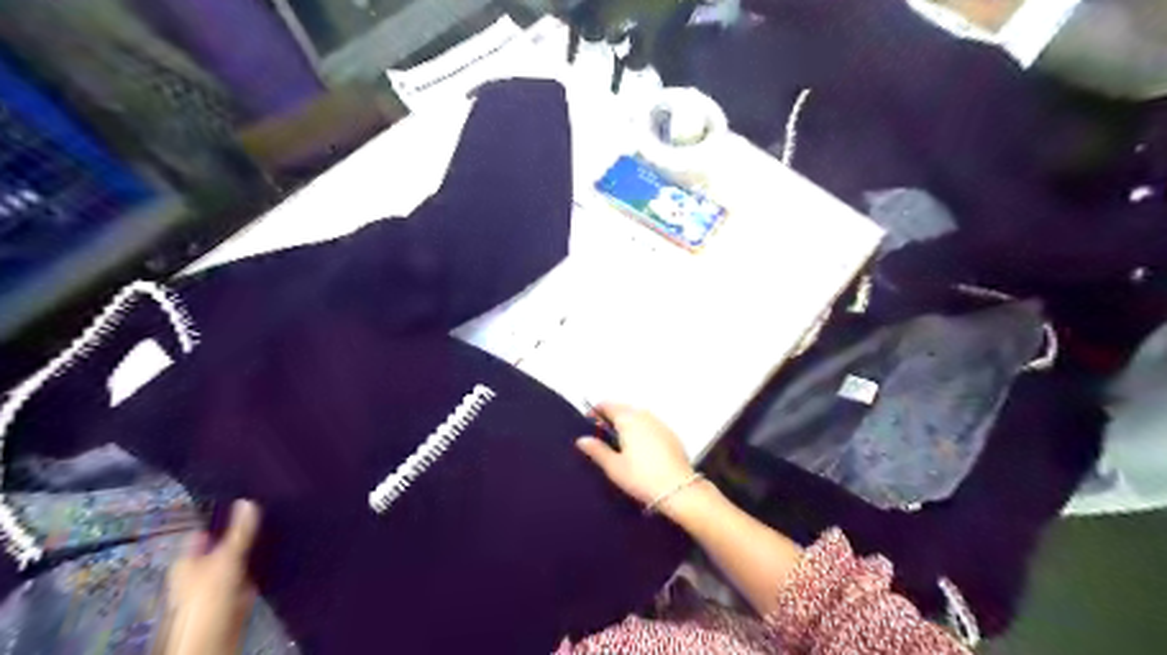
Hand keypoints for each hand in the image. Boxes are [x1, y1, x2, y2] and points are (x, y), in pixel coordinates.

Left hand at [162, 502, 260, 653]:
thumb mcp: (227, 557)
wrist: (215, 636)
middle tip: (264, 518)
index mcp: (187, 561)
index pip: (202, 533)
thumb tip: (248, 501)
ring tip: (273, 536)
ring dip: (251, 554)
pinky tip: (271, 563)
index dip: (219, 519)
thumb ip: (240, 531)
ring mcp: (215, 587)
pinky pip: (247, 578)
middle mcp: (198, 573)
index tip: (243, 503)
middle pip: (220, 547)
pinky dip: (257, 571)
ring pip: (236, 563)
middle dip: (238, 536)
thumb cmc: (210, 595)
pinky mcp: (231, 599)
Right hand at [574, 405, 691, 505]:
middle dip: (611, 416)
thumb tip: (581, 439)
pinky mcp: (670, 434)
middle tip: (602, 432)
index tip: (589, 421)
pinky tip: (639, 446)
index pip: (608, 406)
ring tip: (620, 440)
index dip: (596, 411)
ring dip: (627, 421)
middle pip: (624, 408)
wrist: (678, 488)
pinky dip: (641, 428)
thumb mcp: (614, 466)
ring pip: (639, 415)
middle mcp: (645, 416)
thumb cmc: (641, 477)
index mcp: (628, 420)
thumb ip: (597, 450)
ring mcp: (660, 423)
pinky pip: (650, 424)